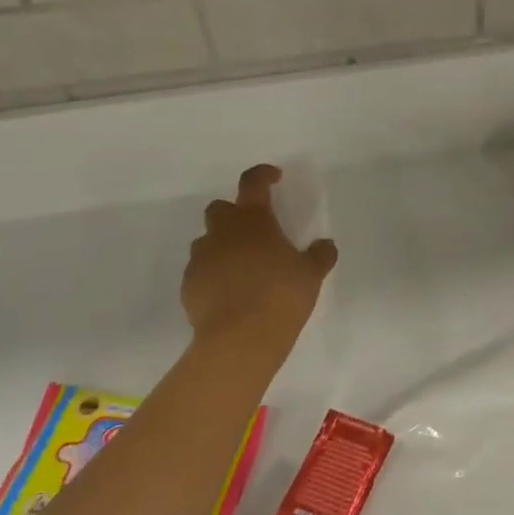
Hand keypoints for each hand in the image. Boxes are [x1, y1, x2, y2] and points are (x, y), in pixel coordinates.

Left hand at [181, 165, 337, 358]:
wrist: (239, 339)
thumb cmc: (281, 296)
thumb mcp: (311, 274)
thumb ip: (320, 255)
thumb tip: (325, 245)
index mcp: (254, 221)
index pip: (253, 183)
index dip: (263, 175)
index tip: (274, 178)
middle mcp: (223, 233)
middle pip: (220, 209)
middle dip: (235, 214)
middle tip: (256, 232)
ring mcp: (201, 259)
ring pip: (207, 241)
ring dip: (223, 246)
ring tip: (243, 267)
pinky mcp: (188, 286)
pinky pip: (200, 271)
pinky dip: (213, 274)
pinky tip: (230, 293)